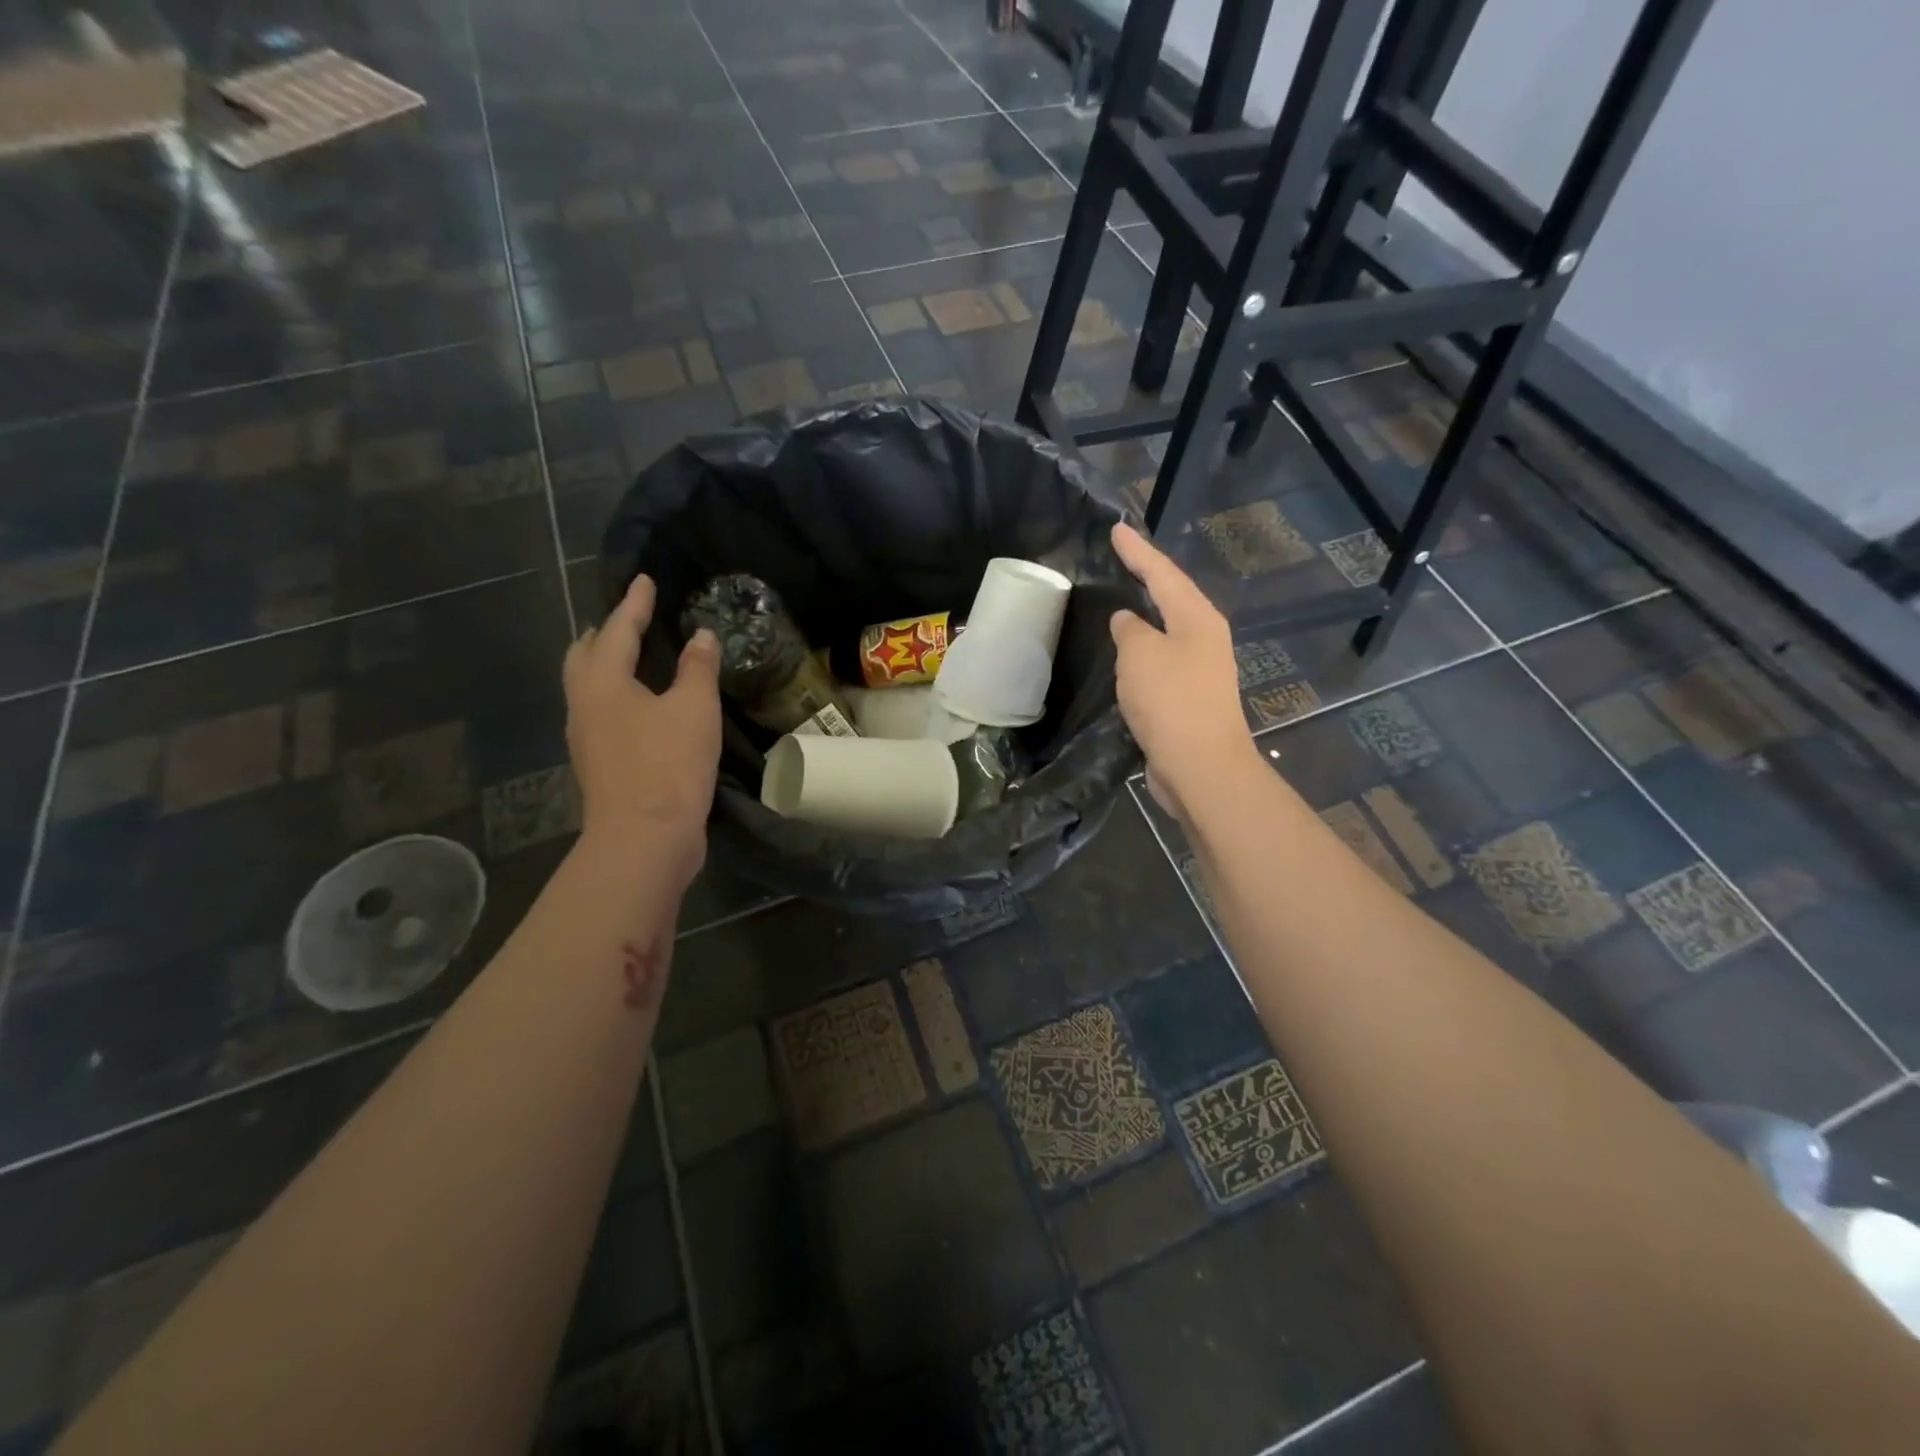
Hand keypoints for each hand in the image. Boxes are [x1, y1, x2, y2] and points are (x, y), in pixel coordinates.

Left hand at [564, 574, 721, 881]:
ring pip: (589, 687)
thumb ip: (697, 668)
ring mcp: (587, 738)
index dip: (634, 604)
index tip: (644, 580)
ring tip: (633, 656)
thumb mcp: (694, 708)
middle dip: (604, 633)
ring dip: (607, 665)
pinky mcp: (601, 764)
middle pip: (584, 657)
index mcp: (601, 682)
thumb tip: (701, 636)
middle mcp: (584, 705)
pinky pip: (604, 714)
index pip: (616, 630)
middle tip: (628, 618)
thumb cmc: (667, 764)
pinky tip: (642, 705)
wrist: (644, 839)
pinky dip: (619, 696)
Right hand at [1109, 522, 1258, 819]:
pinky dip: (1142, 652)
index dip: (1138, 551)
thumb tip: (1128, 621)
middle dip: (1147, 577)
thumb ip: (1130, 630)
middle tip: (1121, 559)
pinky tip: (1125, 654)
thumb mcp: (1141, 655)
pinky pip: (1160, 662)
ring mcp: (1200, 670)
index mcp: (1197, 619)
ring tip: (1120, 600)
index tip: (1117, 529)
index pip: (1163, 573)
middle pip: (1172, 597)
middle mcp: (1204, 638)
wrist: (1201, 767)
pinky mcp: (1189, 698)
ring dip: (1145, 616)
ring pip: (1167, 631)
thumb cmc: (1171, 702)